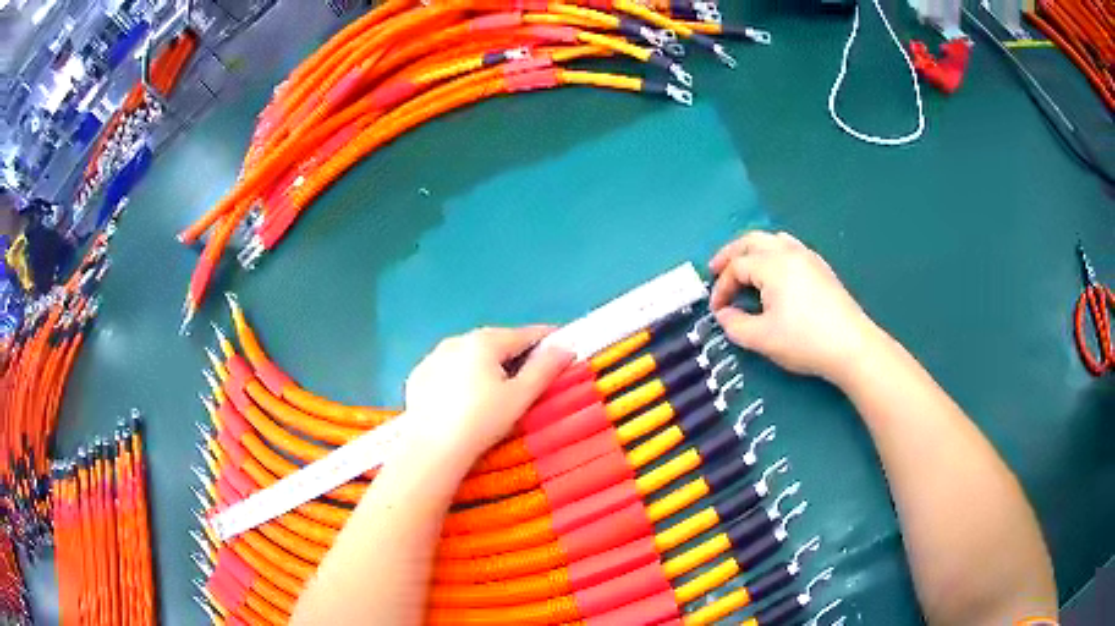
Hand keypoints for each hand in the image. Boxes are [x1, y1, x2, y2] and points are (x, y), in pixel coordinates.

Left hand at [404, 326, 573, 457]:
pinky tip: (465, 401)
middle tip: (533, 377)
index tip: (564, 350)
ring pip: (470, 355)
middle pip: (496, 342)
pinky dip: (462, 377)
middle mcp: (457, 340)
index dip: (548, 341)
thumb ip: (545, 369)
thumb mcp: (520, 397)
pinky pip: (448, 370)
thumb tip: (565, 348)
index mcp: (485, 341)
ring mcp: (433, 357)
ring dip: (487, 365)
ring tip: (498, 391)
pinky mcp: (418, 377)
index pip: (526, 334)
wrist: (430, 450)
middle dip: (517, 355)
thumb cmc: (481, 422)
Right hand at [709, 231, 882, 383]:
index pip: (737, 267)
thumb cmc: (804, 341)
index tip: (716, 310)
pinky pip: (790, 248)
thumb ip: (735, 325)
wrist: (851, 346)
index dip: (721, 287)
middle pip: (752, 241)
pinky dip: (773, 254)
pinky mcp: (821, 268)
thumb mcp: (762, 338)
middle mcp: (789, 252)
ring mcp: (808, 257)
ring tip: (744, 267)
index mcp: (772, 265)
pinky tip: (774, 274)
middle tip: (715, 269)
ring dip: (753, 251)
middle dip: (731, 254)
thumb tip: (724, 314)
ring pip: (773, 240)